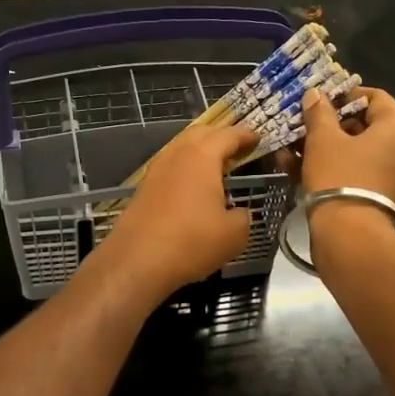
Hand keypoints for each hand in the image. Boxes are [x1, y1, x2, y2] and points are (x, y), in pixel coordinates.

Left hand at [93, 122, 261, 301]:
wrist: (137, 261)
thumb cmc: (191, 241)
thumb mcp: (234, 234)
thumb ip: (242, 217)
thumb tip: (238, 214)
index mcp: (201, 157)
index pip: (228, 135)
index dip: (245, 135)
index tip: (258, 137)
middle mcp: (176, 156)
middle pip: (200, 134)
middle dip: (220, 136)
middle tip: (237, 147)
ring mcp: (156, 171)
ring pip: (181, 150)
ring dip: (199, 152)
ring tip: (216, 166)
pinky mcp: (143, 190)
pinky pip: (170, 169)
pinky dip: (185, 169)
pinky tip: (193, 187)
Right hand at [299, 87, 394, 210]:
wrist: (352, 237)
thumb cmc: (340, 177)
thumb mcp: (323, 140)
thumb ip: (319, 113)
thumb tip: (316, 94)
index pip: (374, 98)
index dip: (343, 97)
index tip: (318, 104)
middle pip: (369, 128)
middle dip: (333, 128)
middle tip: (304, 131)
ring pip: (363, 154)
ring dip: (331, 151)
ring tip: (296, 154)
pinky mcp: (391, 201)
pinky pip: (365, 176)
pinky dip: (341, 171)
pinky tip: (306, 174)